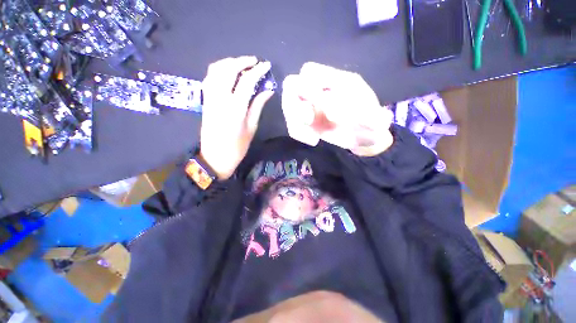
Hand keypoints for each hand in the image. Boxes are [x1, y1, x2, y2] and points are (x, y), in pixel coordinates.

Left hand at [200, 56, 273, 179]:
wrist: (215, 158)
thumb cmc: (237, 147)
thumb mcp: (251, 128)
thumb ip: (258, 106)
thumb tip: (268, 91)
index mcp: (235, 108)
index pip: (246, 81)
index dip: (257, 71)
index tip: (266, 65)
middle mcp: (220, 99)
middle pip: (228, 70)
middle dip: (242, 61)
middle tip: (254, 61)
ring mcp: (210, 98)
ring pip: (216, 70)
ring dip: (229, 63)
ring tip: (242, 64)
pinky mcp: (205, 101)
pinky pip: (209, 78)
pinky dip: (219, 70)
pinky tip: (228, 72)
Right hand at [282, 62, 393, 156]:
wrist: (363, 138)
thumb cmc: (371, 126)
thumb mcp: (376, 122)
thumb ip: (366, 117)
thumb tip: (331, 112)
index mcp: (337, 81)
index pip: (309, 71)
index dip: (307, 86)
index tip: (320, 106)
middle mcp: (319, 91)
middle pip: (291, 86)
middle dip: (295, 104)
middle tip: (309, 120)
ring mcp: (311, 106)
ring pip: (288, 105)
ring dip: (294, 122)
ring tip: (312, 138)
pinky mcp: (307, 121)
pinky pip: (291, 122)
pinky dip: (297, 132)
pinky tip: (313, 140)